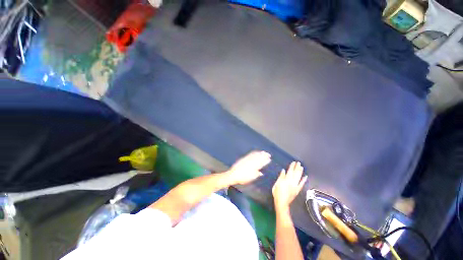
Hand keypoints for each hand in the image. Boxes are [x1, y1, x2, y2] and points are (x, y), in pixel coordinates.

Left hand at [225, 151, 271, 184]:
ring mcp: (247, 160)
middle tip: (268, 154)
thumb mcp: (250, 179)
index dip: (265, 161)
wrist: (233, 174)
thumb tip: (261, 173)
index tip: (269, 159)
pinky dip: (254, 152)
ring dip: (260, 153)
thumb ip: (256, 175)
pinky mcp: (244, 158)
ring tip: (264, 152)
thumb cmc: (242, 178)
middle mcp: (251, 163)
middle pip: (258, 158)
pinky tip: (256, 152)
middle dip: (264, 156)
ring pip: (255, 155)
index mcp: (253, 168)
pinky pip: (250, 154)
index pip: (261, 164)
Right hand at [272, 161, 306, 211]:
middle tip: (299, 163)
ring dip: (300, 172)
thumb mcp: (277, 184)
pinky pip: (301, 184)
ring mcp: (295, 186)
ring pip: (299, 177)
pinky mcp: (297, 190)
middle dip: (297, 168)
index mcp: (286, 180)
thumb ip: (281, 177)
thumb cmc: (277, 193)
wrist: (282, 202)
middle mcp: (292, 182)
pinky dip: (304, 180)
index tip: (293, 162)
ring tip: (301, 167)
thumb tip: (283, 170)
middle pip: (295, 173)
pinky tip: (305, 176)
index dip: (292, 166)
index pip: (290, 171)